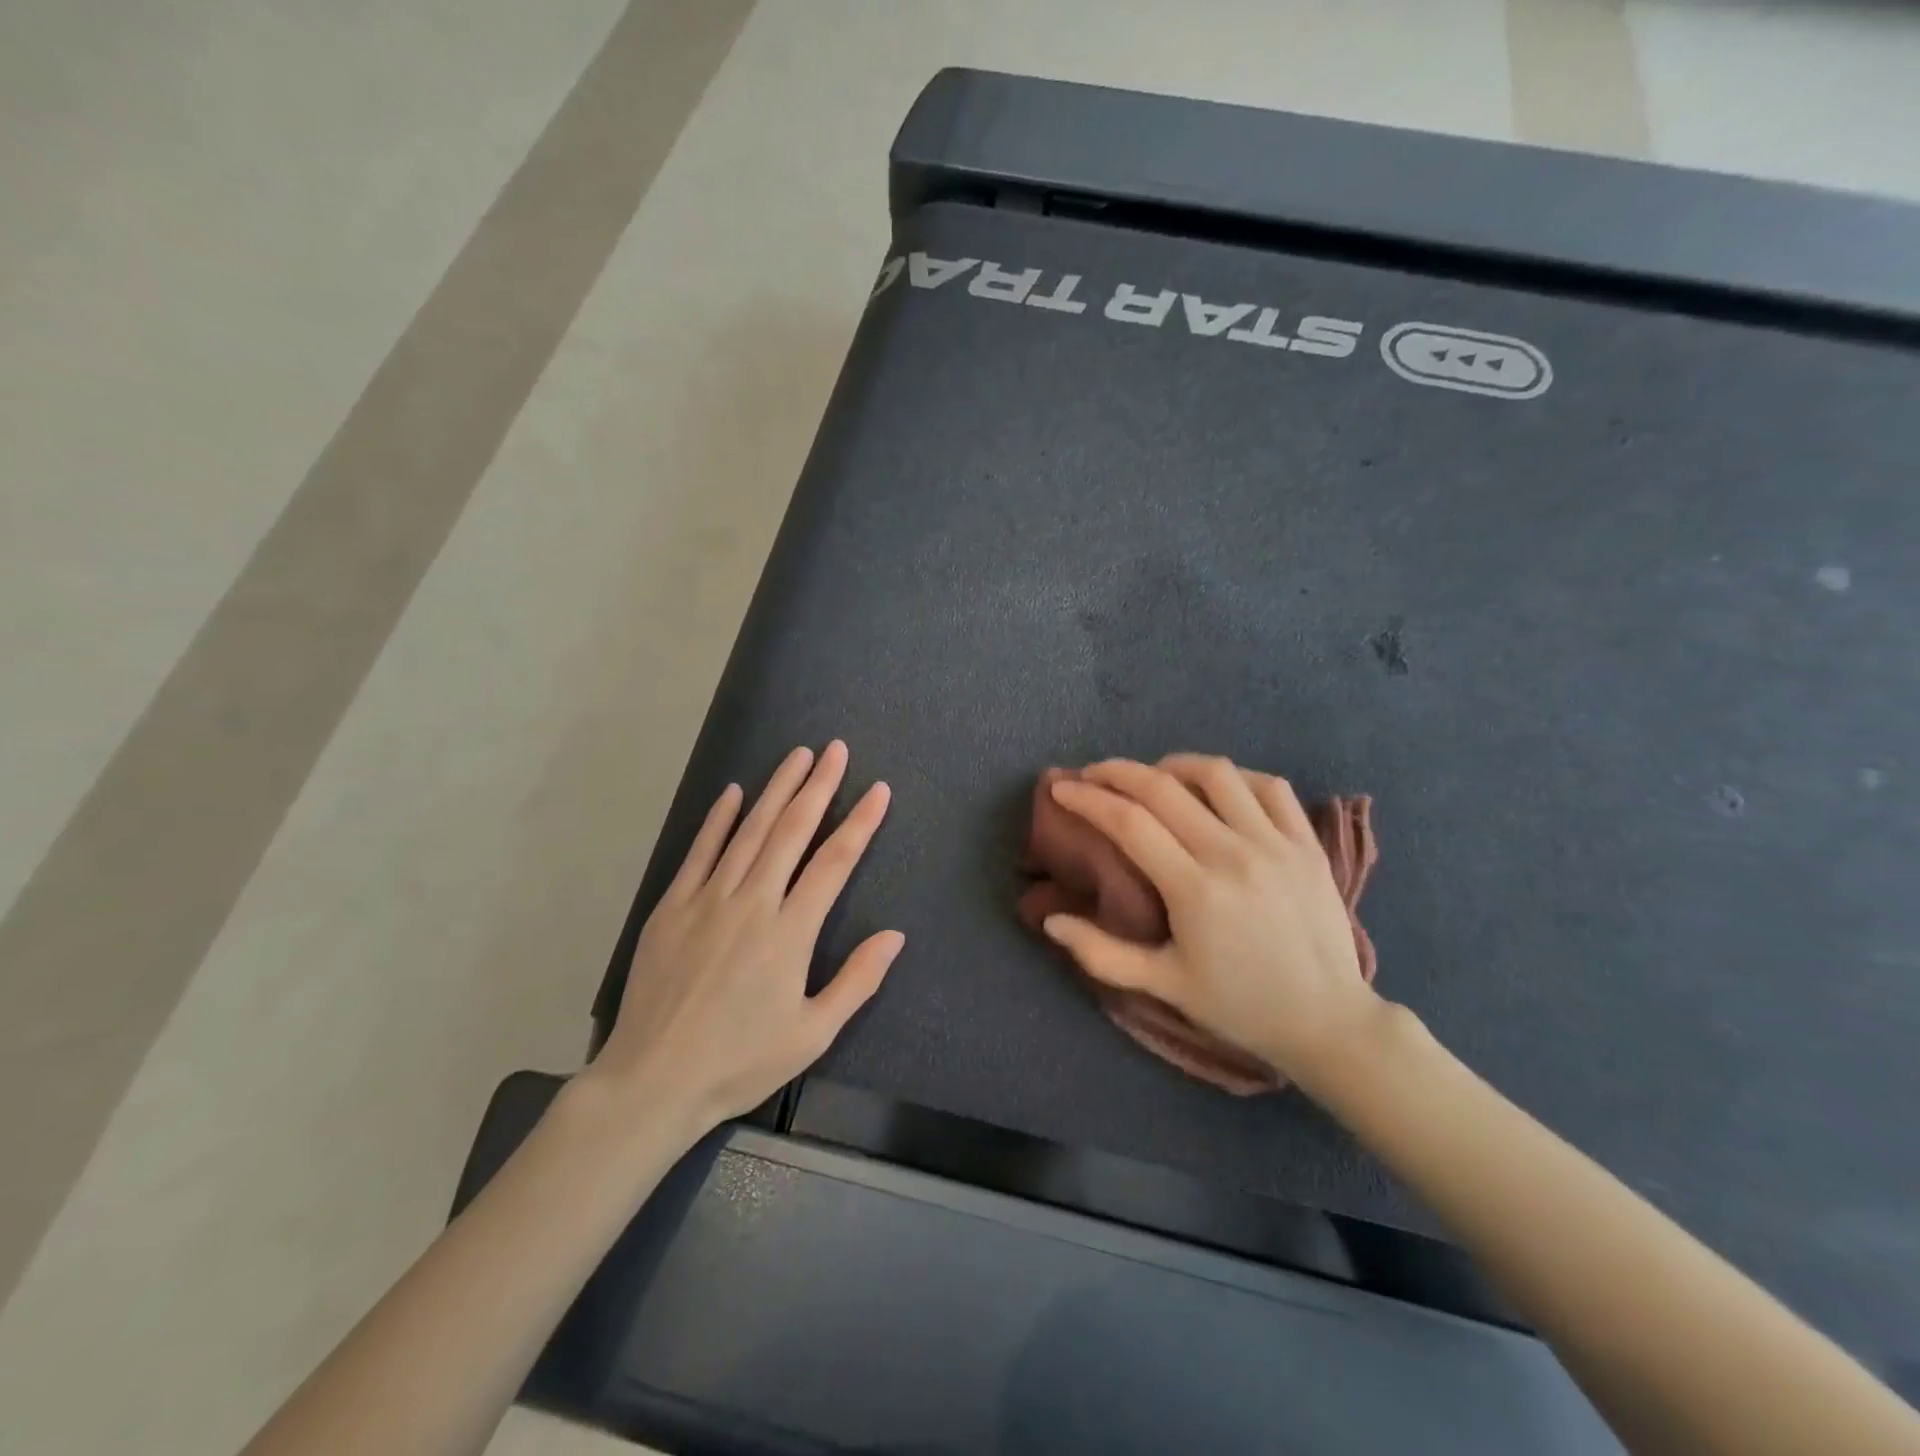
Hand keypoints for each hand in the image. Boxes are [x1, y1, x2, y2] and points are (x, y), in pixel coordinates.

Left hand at [588, 740, 901, 1135]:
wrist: (654, 1080)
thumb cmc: (740, 1061)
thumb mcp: (812, 1033)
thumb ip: (858, 980)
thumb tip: (895, 935)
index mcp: (790, 932)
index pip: (834, 862)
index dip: (860, 823)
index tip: (878, 790)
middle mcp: (752, 902)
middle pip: (792, 831)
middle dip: (818, 786)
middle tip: (836, 750)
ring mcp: (708, 899)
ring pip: (750, 831)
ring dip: (776, 789)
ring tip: (798, 756)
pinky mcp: (672, 906)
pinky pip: (700, 852)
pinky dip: (718, 819)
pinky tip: (733, 793)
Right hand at [1042, 755, 1385, 1094]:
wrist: (1327, 1021)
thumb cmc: (1239, 1005)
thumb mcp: (1163, 986)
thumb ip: (1101, 954)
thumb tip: (1050, 921)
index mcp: (1194, 891)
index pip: (1129, 823)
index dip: (1088, 798)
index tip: (1062, 788)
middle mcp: (1233, 855)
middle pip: (1163, 788)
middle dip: (1117, 772)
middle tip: (1092, 774)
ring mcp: (1275, 844)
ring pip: (1217, 774)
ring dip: (1174, 765)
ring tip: (1152, 776)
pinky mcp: (1307, 844)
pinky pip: (1269, 786)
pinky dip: (1235, 776)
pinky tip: (1216, 787)